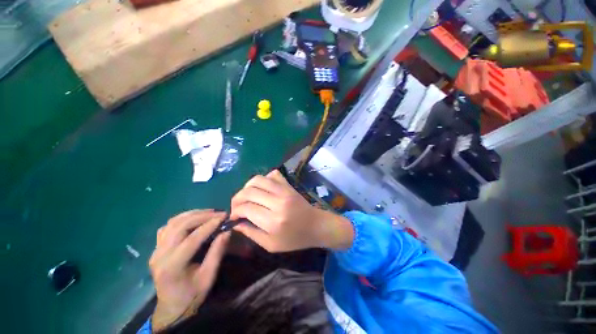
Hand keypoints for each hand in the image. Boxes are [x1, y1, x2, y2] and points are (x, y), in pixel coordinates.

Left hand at [149, 210, 229, 331]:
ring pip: (173, 223)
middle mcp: (160, 255)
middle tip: (219, 213)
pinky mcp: (156, 248)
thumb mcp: (208, 277)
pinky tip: (194, 219)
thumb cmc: (192, 295)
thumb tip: (227, 231)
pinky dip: (182, 219)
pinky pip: (168, 227)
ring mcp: (155, 250)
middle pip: (180, 226)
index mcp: (172, 267)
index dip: (209, 225)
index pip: (191, 239)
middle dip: (202, 216)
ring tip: (210, 213)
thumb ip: (217, 253)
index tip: (224, 217)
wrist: (171, 307)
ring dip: (193, 214)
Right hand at [230, 170, 353, 251]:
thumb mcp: (271, 244)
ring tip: (246, 197)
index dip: (234, 212)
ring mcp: (284, 190)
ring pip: (258, 179)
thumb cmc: (295, 239)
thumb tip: (235, 223)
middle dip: (237, 199)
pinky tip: (262, 189)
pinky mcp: (288, 185)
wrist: (316, 225)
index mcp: (273, 221)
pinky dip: (263, 179)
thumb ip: (251, 233)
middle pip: (249, 192)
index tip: (233, 217)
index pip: (246, 208)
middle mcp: (278, 202)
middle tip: (236, 207)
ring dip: (247, 187)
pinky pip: (272, 175)